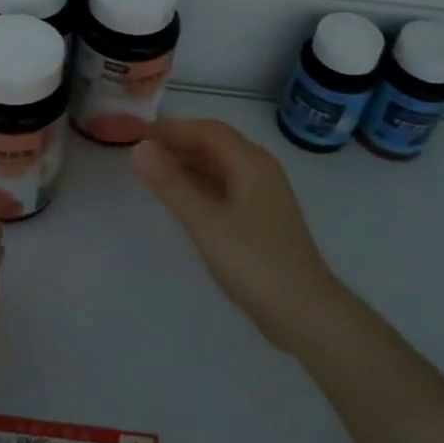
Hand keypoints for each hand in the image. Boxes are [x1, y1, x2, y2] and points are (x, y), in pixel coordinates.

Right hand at [133, 119, 345, 353]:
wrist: (305, 314)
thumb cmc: (254, 261)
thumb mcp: (205, 221)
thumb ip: (171, 184)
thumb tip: (139, 148)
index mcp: (251, 162)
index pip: (207, 130)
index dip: (172, 129)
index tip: (138, 134)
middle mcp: (260, 170)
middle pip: (215, 145)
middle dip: (178, 145)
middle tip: (140, 154)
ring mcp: (263, 196)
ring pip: (220, 168)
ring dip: (188, 166)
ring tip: (152, 174)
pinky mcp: (261, 220)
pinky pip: (225, 189)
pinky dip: (200, 186)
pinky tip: (180, 200)